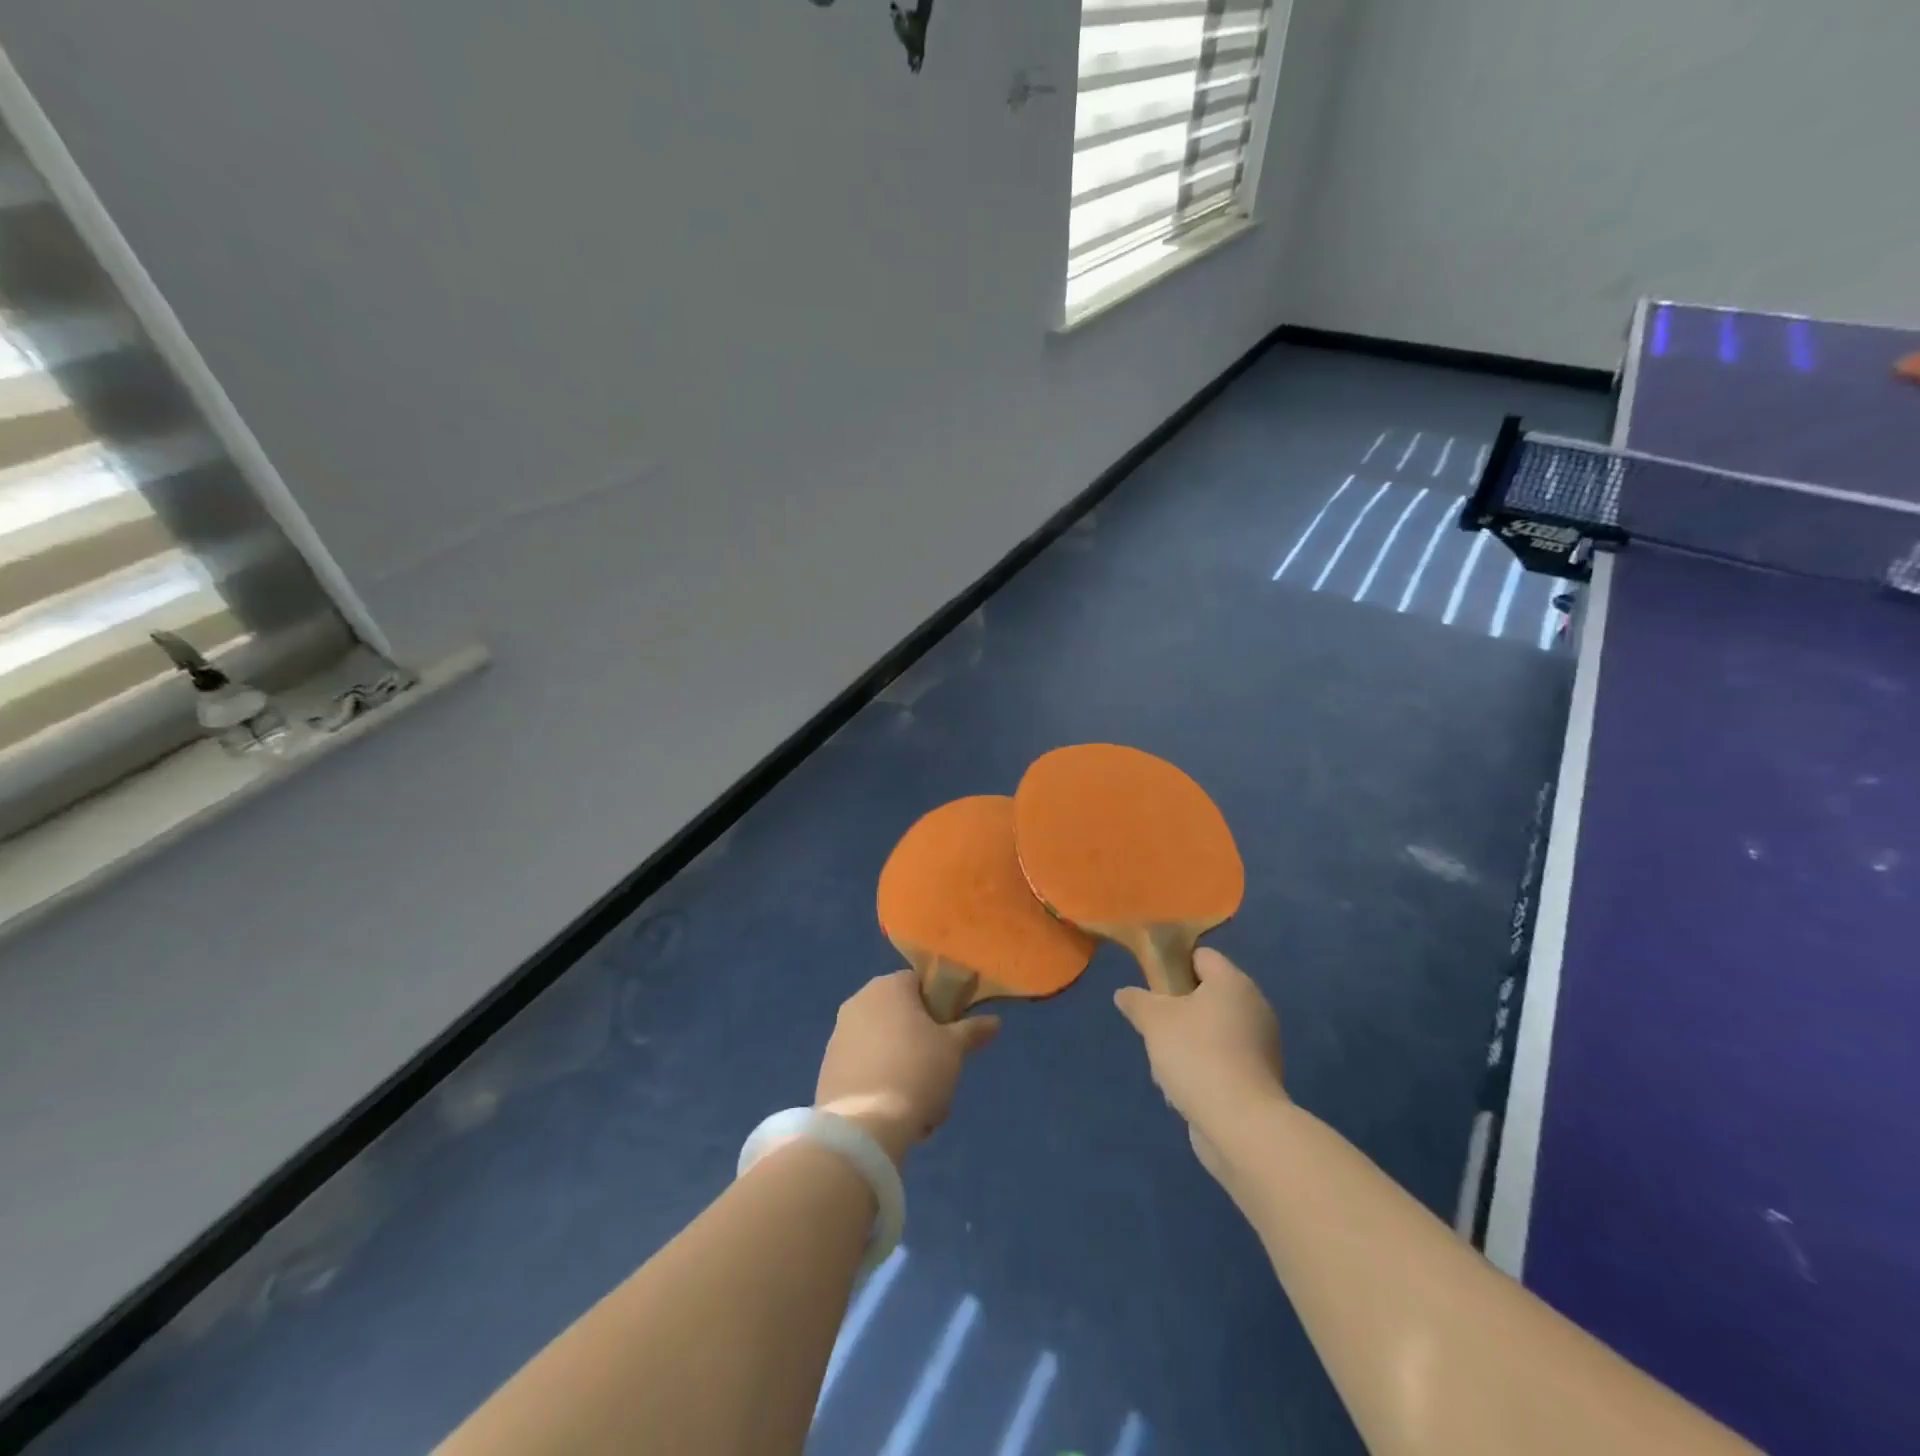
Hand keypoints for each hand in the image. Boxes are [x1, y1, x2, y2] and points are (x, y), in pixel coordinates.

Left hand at [816, 970, 998, 1164]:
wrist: (863, 1125)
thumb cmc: (916, 1070)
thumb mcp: (954, 1049)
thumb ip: (972, 1030)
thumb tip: (994, 1021)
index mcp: (888, 987)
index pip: (919, 984)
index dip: (939, 1008)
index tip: (950, 1036)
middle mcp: (859, 1002)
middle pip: (900, 1017)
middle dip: (920, 1044)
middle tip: (938, 1073)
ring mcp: (839, 1035)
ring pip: (884, 1047)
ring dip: (903, 1069)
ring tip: (920, 1106)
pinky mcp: (828, 1069)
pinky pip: (865, 1069)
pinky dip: (880, 1085)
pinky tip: (894, 1115)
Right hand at [1114, 948, 1284, 1177]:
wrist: (1240, 1125)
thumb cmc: (1196, 1054)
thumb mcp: (1154, 1020)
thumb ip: (1137, 1001)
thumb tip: (1124, 993)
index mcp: (1233, 982)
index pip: (1201, 956)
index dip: (1174, 964)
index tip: (1151, 985)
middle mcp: (1254, 1007)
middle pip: (1206, 994)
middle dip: (1177, 1009)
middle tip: (1155, 1026)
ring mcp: (1261, 1045)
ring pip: (1212, 1030)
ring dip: (1187, 1042)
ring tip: (1165, 1064)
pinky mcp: (1260, 1078)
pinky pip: (1224, 1060)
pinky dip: (1204, 1068)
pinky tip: (1184, 1088)